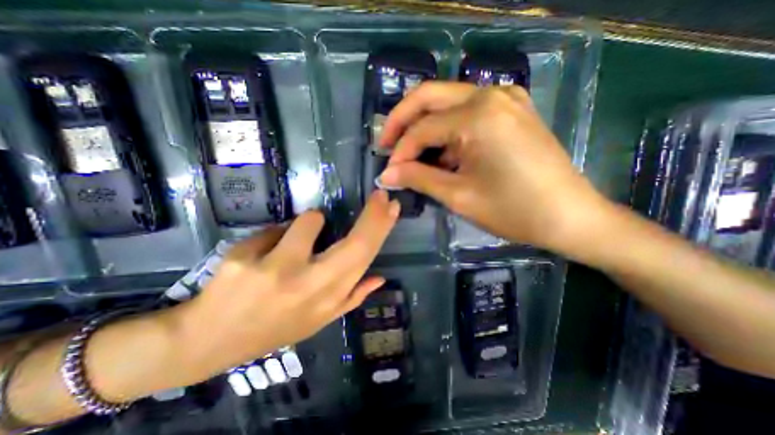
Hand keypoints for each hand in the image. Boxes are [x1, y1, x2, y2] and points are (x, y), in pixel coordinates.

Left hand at [177, 191, 399, 379]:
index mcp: (328, 299)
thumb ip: (352, 298)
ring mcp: (275, 271)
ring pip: (309, 222)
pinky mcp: (243, 259)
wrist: (209, 341)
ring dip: (309, 223)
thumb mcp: (318, 320)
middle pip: (353, 243)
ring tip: (295, 241)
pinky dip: (277, 234)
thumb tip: (379, 277)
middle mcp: (308, 286)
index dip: (380, 229)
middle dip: (372, 215)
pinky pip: (275, 228)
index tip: (391, 207)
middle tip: (380, 197)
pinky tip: (262, 254)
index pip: (364, 258)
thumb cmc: (273, 328)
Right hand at [377, 81, 611, 254]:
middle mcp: (490, 94)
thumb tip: (386, 175)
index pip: (422, 128)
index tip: (389, 172)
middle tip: (386, 144)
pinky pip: (466, 111)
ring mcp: (504, 98)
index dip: (400, 152)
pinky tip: (443, 153)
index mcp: (477, 115)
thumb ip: (418, 178)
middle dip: (402, 121)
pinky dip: (447, 129)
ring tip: (413, 156)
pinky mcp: (511, 110)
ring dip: (424, 126)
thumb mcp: (458, 195)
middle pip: (429, 96)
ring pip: (447, 102)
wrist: (569, 216)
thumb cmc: (513, 210)